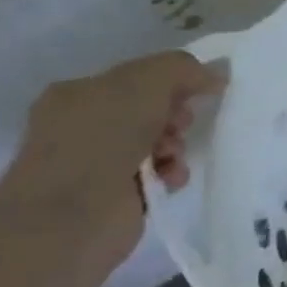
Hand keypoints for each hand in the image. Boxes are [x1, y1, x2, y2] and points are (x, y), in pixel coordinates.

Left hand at [0, 51, 224, 274]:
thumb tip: (216, 73)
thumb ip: (183, 69)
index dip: (172, 82)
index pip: (138, 78)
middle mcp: (82, 125)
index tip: (197, 92)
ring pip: (158, 141)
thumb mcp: (146, 83)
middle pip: (151, 109)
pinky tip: (171, 178)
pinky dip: (171, 173)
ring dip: (177, 145)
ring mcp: (96, 162)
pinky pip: (158, 173)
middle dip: (176, 115)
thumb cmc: (101, 139)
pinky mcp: (115, 194)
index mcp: (77, 94)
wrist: (70, 217)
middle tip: (182, 125)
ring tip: (173, 157)